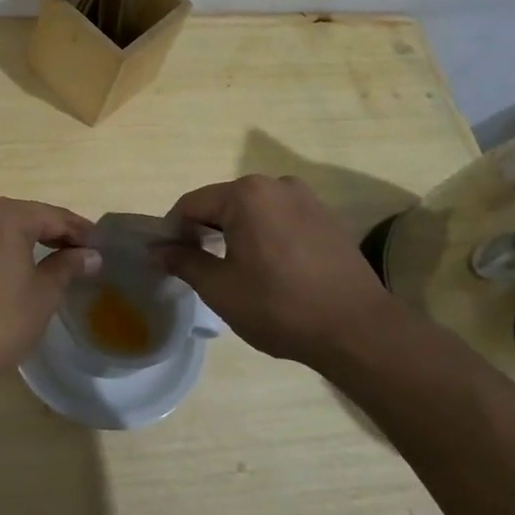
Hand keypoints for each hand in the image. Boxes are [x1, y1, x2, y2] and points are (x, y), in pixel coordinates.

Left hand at [0, 197, 98, 385]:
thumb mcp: (43, 295)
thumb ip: (67, 267)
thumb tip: (90, 254)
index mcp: (5, 216)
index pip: (52, 216)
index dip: (78, 230)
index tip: (99, 245)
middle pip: (22, 215)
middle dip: (49, 230)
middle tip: (76, 250)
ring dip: (19, 235)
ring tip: (41, 255)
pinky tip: (3, 265)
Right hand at [154, 175, 401, 369]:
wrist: (358, 330)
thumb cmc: (280, 307)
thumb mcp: (221, 288)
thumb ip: (183, 261)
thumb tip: (156, 249)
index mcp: (246, 194)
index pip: (191, 204)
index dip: (172, 231)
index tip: (167, 259)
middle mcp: (276, 184)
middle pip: (223, 202)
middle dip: (204, 230)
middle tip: (197, 267)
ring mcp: (306, 198)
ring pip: (253, 210)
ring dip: (235, 232)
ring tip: (233, 269)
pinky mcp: (326, 217)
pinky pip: (280, 218)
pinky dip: (264, 235)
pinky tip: (268, 267)